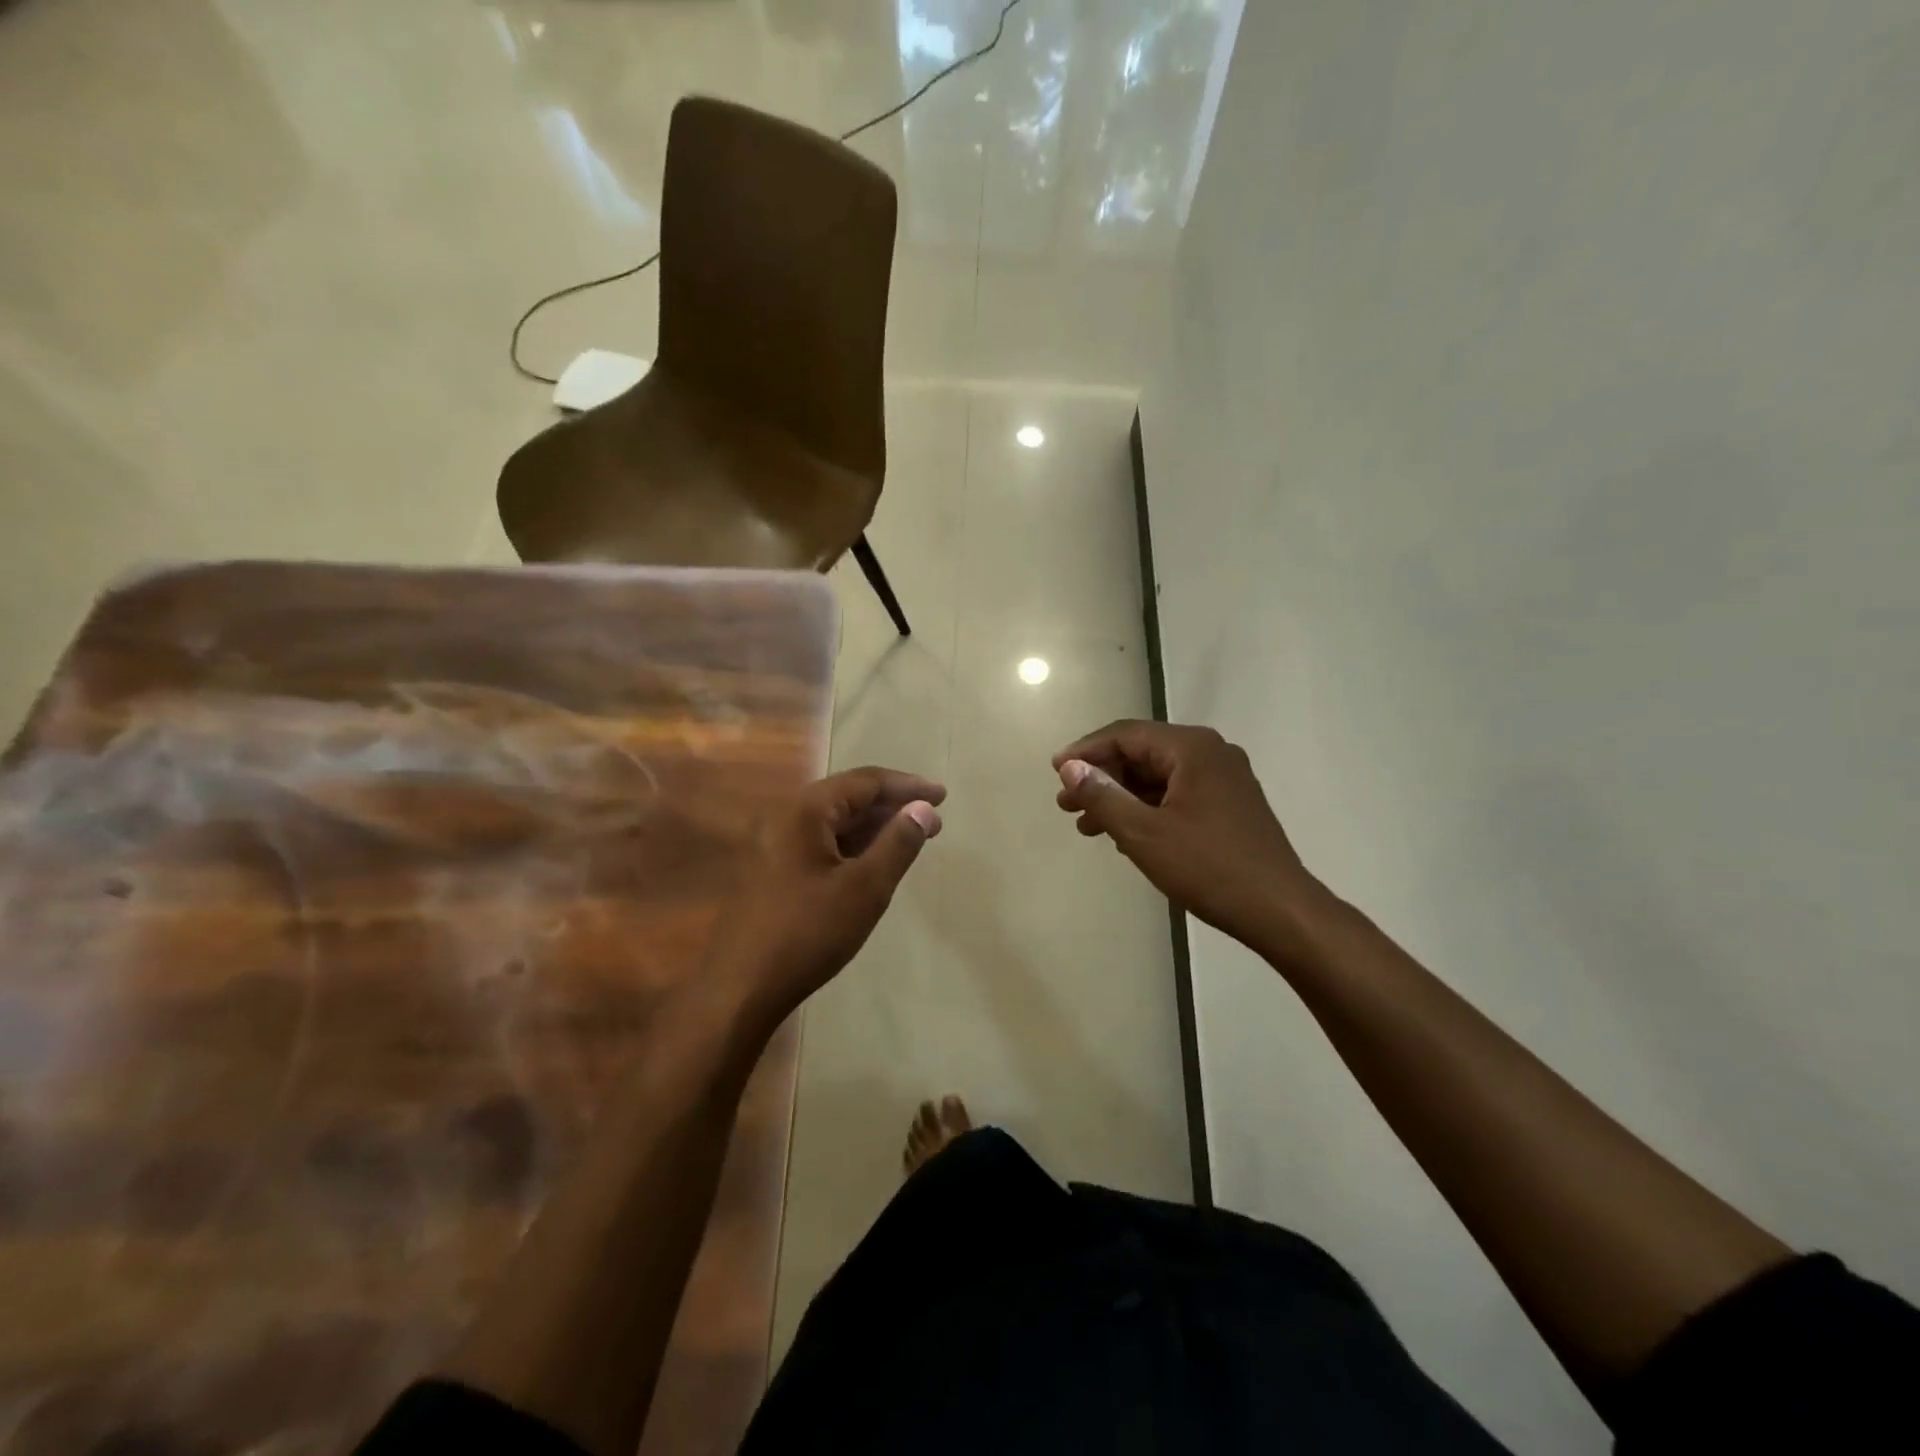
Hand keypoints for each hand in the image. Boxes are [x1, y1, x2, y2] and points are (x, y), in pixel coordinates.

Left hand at [704, 766, 944, 1032]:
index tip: (942, 795)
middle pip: (847, 797)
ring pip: (833, 823)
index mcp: (804, 811)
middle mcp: (784, 817)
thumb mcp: (865, 889)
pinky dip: (852, 846)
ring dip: (873, 827)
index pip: (864, 781)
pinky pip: (819, 844)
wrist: (741, 990)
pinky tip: (872, 862)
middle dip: (892, 806)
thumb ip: (898, 843)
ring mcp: (773, 845)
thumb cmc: (809, 934)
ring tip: (911, 839)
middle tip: (933, 821)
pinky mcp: (770, 871)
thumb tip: (923, 808)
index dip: (907, 786)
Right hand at [1053, 720, 1327, 954]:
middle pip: (1142, 753)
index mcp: (1192, 748)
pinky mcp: (1230, 805)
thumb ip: (1102, 795)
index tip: (1054, 772)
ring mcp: (1225, 779)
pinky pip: (1177, 795)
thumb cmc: (1208, 868)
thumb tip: (1070, 767)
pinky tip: (1124, 835)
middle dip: (1101, 778)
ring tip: (1087, 826)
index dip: (1085, 751)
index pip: (1126, 734)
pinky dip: (1146, 809)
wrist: (1279, 910)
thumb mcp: (1143, 833)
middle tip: (1066, 805)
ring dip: (1121, 797)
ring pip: (1158, 777)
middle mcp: (1211, 753)